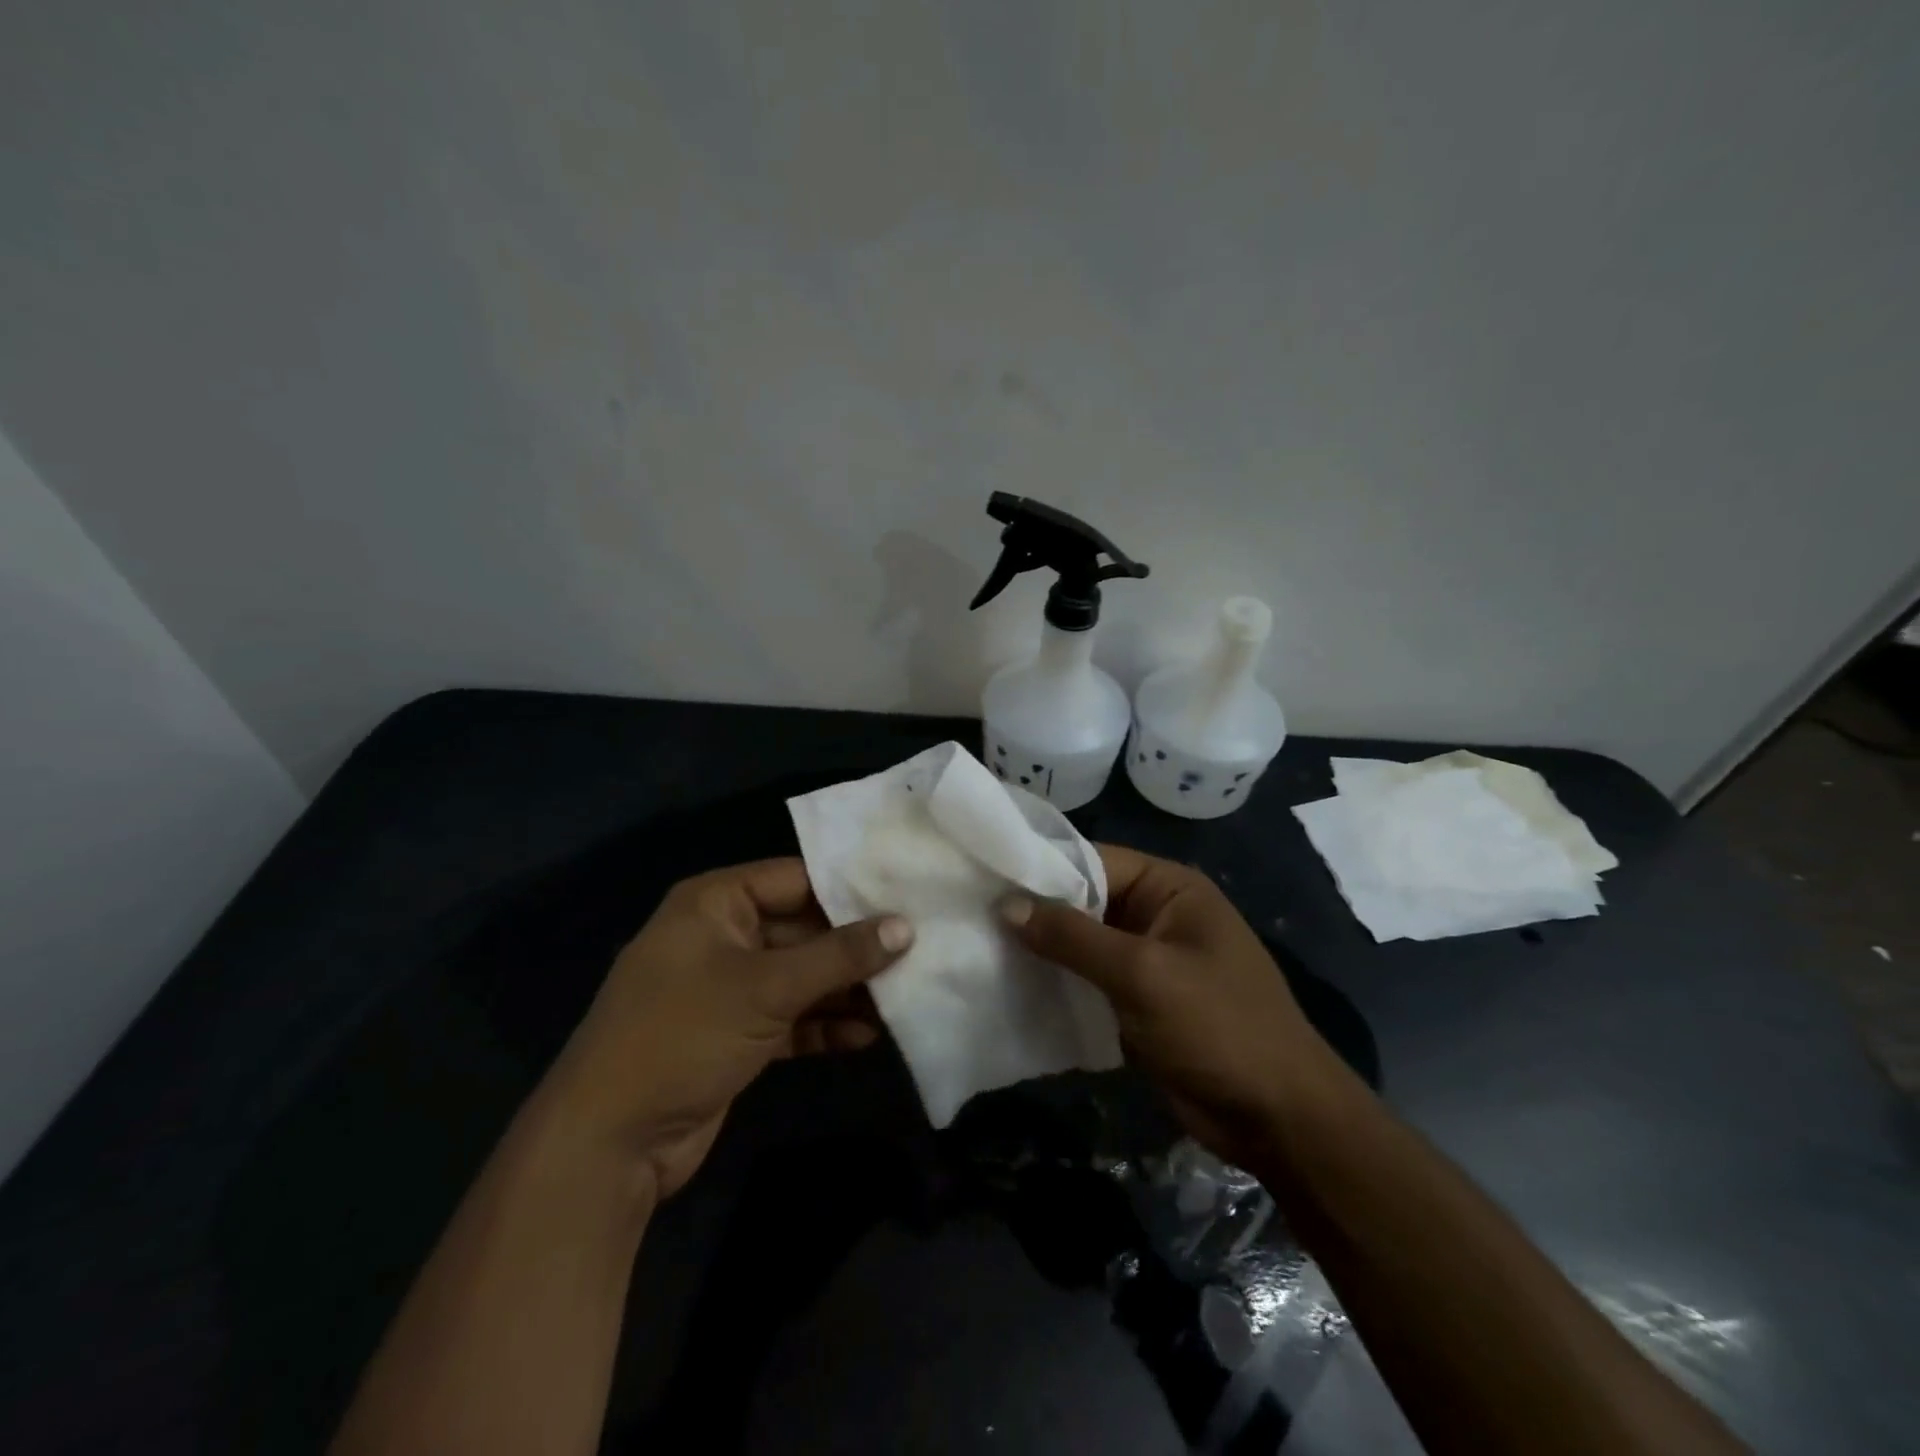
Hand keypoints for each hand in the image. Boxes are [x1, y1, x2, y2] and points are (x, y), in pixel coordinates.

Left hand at [544, 858, 911, 1204]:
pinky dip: (823, 1024)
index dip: (851, 887)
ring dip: (845, 989)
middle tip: (918, 948)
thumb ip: (840, 956)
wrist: (608, 1143)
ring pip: (800, 976)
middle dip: (855, 946)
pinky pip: (790, 1016)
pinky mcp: (734, 1033)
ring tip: (904, 994)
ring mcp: (727, 988)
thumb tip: (906, 927)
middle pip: (802, 929)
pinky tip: (868, 1036)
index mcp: (715, 903)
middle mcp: (721, 936)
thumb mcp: (767, 987)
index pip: (796, 879)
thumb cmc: (684, 1035)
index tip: (906, 895)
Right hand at [1002, 845, 1339, 1169]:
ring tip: (978, 946)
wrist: (1278, 1119)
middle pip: (1084, 901)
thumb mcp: (1143, 974)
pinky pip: (1088, 980)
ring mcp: (1147, 961)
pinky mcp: (1138, 1002)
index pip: (1093, 860)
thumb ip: (1073, 937)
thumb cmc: (1218, 1027)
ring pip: (1081, 944)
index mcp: (1170, 888)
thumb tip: (1006, 904)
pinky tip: (1010, 986)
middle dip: (1035, 911)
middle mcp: (1157, 914)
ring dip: (1041, 949)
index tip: (983, 874)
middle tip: (970, 913)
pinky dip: (1056, 982)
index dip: (1040, 867)